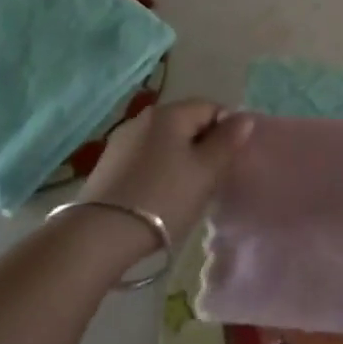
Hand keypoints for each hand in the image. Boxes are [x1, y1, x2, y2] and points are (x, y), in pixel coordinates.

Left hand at [77, 99, 253, 246]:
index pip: (210, 108)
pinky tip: (157, 197)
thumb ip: (228, 142)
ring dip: (178, 159)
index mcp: (171, 113)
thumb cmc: (163, 198)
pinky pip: (144, 158)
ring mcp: (122, 140)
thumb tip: (243, 117)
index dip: (226, 131)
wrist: (99, 236)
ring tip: (183, 192)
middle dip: (202, 146)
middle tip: (209, 180)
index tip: (227, 163)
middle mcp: (145, 117)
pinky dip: (157, 170)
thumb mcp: (205, 172)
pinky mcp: (107, 164)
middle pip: (186, 123)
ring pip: (164, 142)